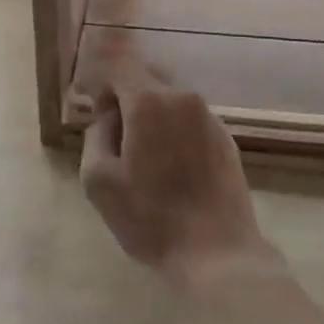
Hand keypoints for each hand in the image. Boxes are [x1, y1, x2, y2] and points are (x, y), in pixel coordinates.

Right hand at [80, 66, 278, 294]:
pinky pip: (192, 123)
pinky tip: (177, 174)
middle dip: (130, 106)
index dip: (106, 91)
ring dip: (156, 122)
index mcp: (149, 102)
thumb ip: (96, 135)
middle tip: (123, 148)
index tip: (102, 122)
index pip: (121, 70)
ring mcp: (210, 116)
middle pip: (147, 85)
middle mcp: (182, 97)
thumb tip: (109, 117)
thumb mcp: (99, 181)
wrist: (217, 253)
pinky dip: (179, 136)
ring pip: (171, 104)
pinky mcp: (227, 138)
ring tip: (151, 165)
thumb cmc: (151, 218)